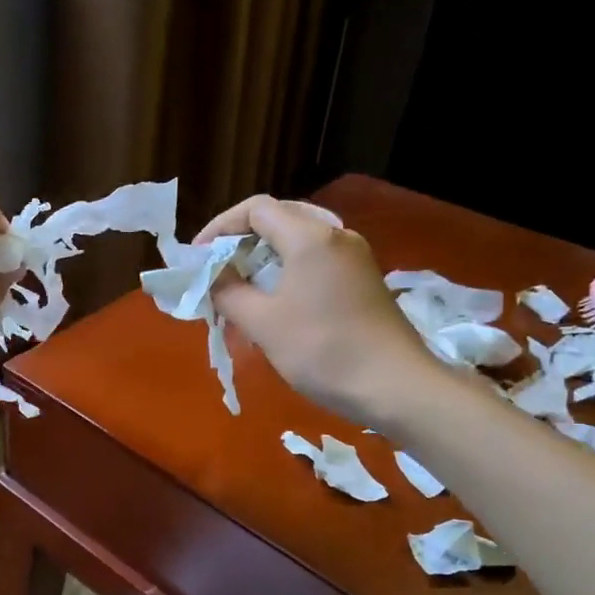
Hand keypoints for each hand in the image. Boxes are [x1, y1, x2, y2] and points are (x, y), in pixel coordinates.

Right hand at [201, 195, 440, 426]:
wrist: (396, 386)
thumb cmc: (322, 350)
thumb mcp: (263, 323)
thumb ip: (229, 292)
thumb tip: (213, 277)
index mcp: (309, 237)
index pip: (255, 209)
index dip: (220, 227)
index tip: (198, 257)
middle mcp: (335, 235)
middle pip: (278, 218)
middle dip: (241, 240)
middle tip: (217, 269)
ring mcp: (354, 257)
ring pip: (299, 240)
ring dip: (264, 256)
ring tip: (241, 287)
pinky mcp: (363, 279)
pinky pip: (316, 260)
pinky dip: (288, 270)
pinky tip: (275, 300)